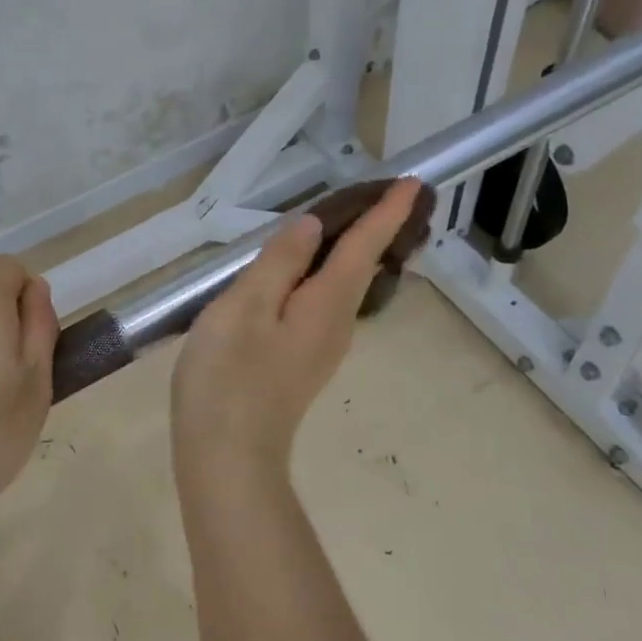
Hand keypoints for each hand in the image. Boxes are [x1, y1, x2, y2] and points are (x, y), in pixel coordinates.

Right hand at [172, 179, 421, 484]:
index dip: (386, 213)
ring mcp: (320, 349)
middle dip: (375, 231)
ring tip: (345, 224)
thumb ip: (279, 263)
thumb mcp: (245, 308)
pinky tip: (303, 276)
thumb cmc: (229, 377)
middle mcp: (335, 325)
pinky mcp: (301, 364)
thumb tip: (313, 227)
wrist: (228, 457)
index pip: (364, 247)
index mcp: (326, 304)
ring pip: (343, 289)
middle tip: (381, 195)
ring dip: (351, 254)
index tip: (413, 184)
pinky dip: (324, 278)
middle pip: (361, 268)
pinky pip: (323, 306)